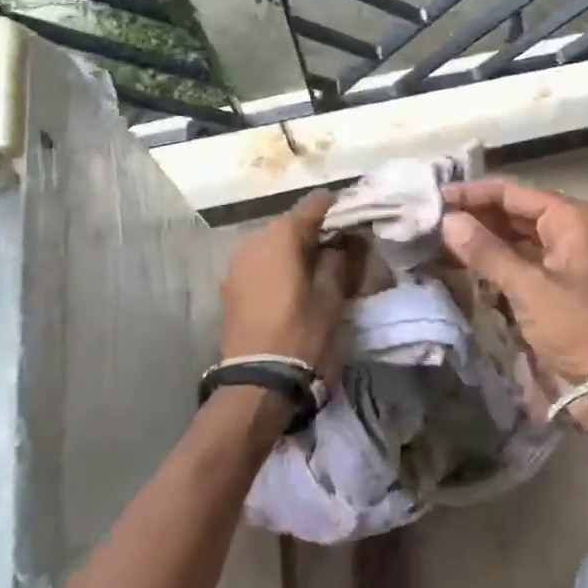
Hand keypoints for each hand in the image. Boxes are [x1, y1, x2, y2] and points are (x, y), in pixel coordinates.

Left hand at [221, 191, 360, 378]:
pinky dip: (279, 267)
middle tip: (342, 251)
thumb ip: (339, 259)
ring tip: (320, 272)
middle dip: (316, 233)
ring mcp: (237, 263)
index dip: (338, 210)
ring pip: (275, 244)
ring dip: (296, 251)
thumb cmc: (302, 335)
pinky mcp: (230, 286)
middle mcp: (254, 240)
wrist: (258, 384)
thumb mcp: (332, 297)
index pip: (315, 204)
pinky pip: (261, 264)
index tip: (356, 222)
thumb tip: (342, 241)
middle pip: (292, 224)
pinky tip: (295, 287)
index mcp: (281, 235)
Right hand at [440, 180, 587, 395]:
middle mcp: (564, 233)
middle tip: (424, 224)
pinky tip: (454, 270)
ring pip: (508, 243)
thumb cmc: (581, 328)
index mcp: (570, 219)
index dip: (470, 195)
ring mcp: (557, 264)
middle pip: (508, 215)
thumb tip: (447, 220)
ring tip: (430, 245)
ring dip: (474, 245)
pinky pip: (512, 269)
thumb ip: (486, 252)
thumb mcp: (531, 287)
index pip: (510, 194)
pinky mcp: (548, 293)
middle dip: (470, 219)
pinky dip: (486, 269)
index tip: (431, 199)